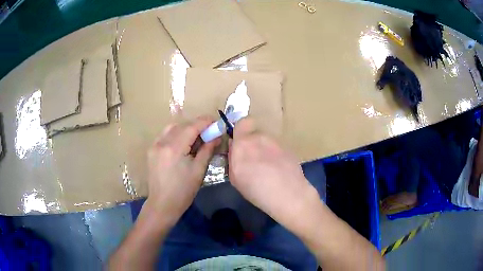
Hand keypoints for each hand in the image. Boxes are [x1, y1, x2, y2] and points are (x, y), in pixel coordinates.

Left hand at [145, 116, 219, 224]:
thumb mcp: (199, 170)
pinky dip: (176, 134)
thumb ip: (207, 149)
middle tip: (209, 132)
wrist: (162, 204)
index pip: (192, 126)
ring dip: (185, 128)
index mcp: (174, 148)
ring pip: (172, 128)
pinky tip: (182, 143)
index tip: (216, 122)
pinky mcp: (151, 150)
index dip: (205, 122)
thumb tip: (216, 136)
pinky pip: (165, 135)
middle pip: (182, 125)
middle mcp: (162, 142)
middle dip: (196, 125)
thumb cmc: (183, 191)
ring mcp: (154, 145)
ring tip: (196, 138)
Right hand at [228, 118, 320, 230]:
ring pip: (266, 142)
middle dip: (252, 144)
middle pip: (254, 135)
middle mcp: (260, 138)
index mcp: (243, 144)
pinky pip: (277, 149)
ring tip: (268, 168)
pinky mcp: (288, 149)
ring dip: (264, 150)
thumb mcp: (235, 178)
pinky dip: (276, 156)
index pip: (242, 123)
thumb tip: (234, 147)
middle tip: (254, 161)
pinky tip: (279, 171)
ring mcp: (276, 142)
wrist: (288, 194)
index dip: (241, 130)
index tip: (240, 142)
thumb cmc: (256, 190)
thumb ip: (233, 158)